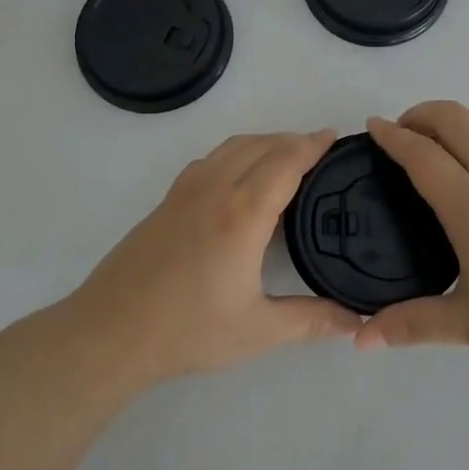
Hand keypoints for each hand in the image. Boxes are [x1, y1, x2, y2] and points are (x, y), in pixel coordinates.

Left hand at [62, 130, 360, 387]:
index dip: (313, 144)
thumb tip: (358, 323)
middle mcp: (216, 190)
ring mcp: (186, 191)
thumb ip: (311, 321)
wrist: (110, 332)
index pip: (286, 161)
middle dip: (294, 139)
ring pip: (232, 146)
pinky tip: (240, 176)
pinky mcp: (167, 200)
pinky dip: (236, 152)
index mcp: (243, 214)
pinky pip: (211, 158)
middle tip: (320, 150)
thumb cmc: (187, 331)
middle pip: (261, 145)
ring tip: (286, 156)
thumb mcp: (257, 331)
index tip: (335, 137)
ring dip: (264, 141)